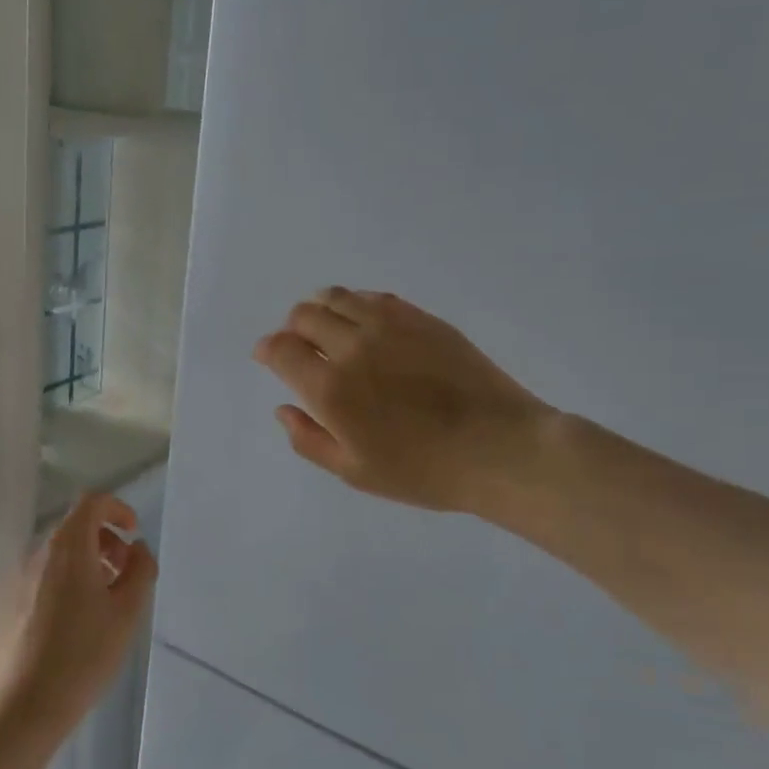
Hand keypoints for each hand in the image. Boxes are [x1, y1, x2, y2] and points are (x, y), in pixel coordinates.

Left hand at [0, 494, 157, 736]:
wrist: (19, 707)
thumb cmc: (82, 655)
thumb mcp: (127, 613)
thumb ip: (140, 570)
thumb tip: (136, 549)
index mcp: (67, 547)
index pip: (91, 502)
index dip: (117, 509)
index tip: (133, 534)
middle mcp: (36, 553)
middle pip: (73, 528)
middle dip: (104, 541)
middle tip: (123, 574)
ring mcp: (14, 578)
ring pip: (56, 556)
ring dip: (85, 564)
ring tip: (101, 603)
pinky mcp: (2, 604)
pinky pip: (39, 578)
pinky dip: (62, 583)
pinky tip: (71, 625)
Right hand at [253, 287, 557, 519]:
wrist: (501, 449)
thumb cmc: (424, 471)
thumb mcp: (355, 472)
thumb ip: (309, 439)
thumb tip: (283, 408)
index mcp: (330, 388)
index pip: (280, 348)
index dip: (267, 350)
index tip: (269, 357)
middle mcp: (352, 347)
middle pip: (303, 315)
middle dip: (292, 329)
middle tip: (302, 348)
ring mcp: (389, 326)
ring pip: (338, 297)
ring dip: (322, 310)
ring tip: (331, 331)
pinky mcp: (422, 318)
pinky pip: (375, 297)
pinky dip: (357, 305)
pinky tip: (366, 325)